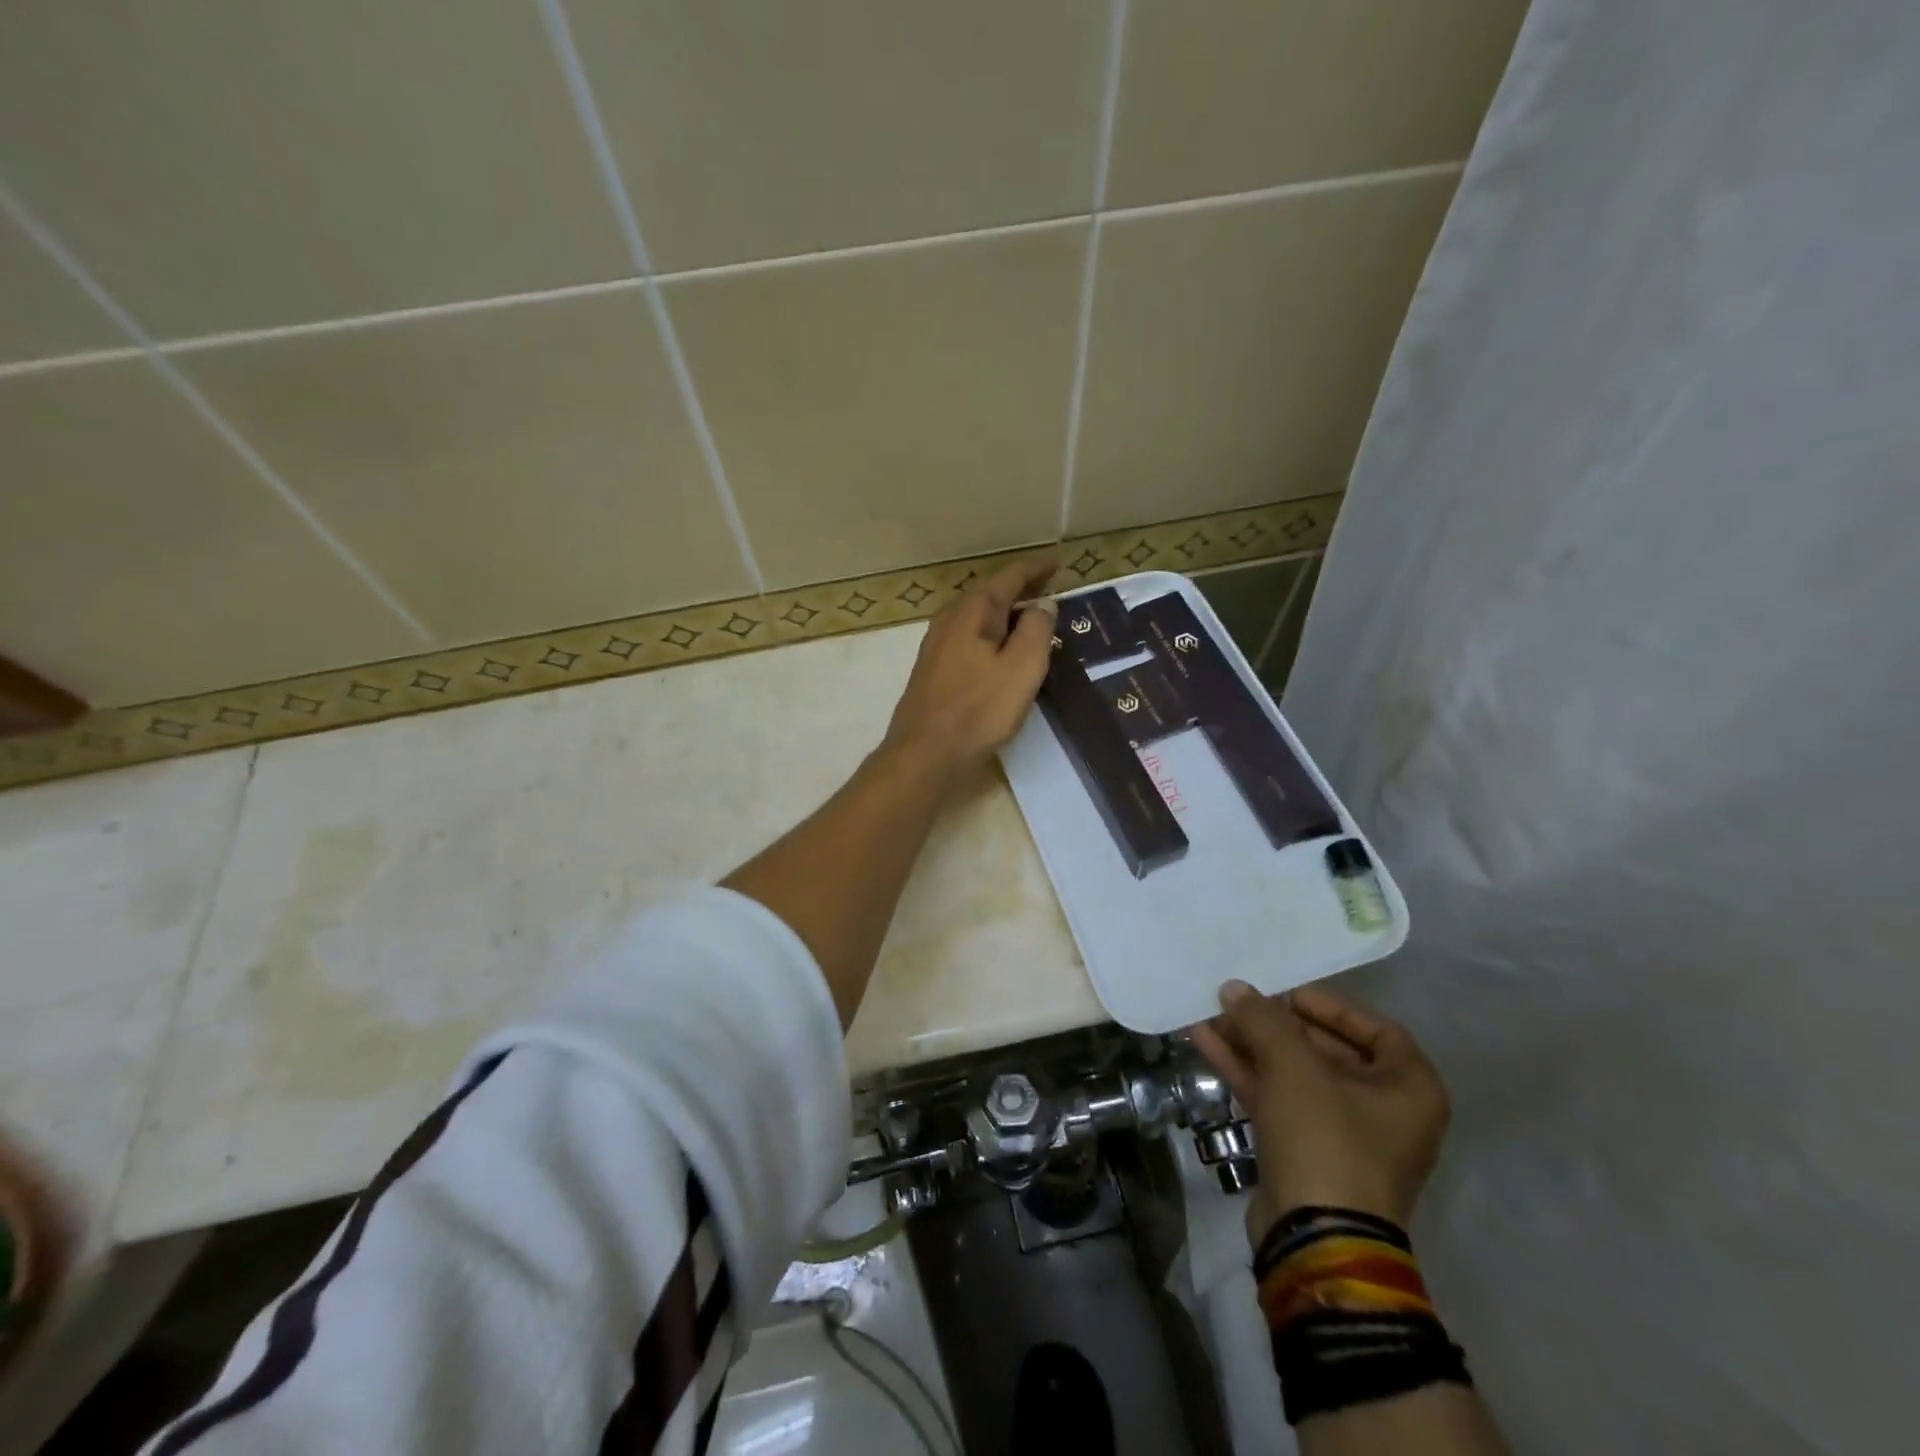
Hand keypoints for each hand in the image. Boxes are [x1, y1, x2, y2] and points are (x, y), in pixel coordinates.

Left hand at [881, 555, 1058, 781]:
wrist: (924, 755)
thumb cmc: (977, 711)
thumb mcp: (1021, 669)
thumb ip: (1036, 631)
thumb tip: (1042, 604)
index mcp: (972, 613)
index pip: (1007, 578)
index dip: (1034, 568)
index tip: (1058, 562)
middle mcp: (950, 621)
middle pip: (989, 594)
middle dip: (1020, 588)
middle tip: (1049, 586)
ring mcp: (937, 647)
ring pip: (978, 617)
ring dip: (1006, 612)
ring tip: (1032, 615)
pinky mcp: (934, 671)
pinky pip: (970, 638)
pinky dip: (992, 634)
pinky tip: (1002, 650)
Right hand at [1190, 980, 1449, 1246]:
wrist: (1314, 1239)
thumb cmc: (1325, 1139)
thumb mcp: (1294, 1067)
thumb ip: (1263, 1019)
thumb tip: (1235, 988)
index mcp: (1408, 1089)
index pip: (1374, 1029)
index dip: (1327, 1005)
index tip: (1283, 993)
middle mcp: (1384, 1110)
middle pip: (1325, 1049)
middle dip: (1274, 1024)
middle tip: (1235, 1003)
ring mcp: (1343, 1135)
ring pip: (1293, 1074)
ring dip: (1252, 1044)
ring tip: (1208, 1016)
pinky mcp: (1306, 1152)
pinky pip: (1277, 1098)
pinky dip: (1245, 1071)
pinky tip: (1205, 1043)